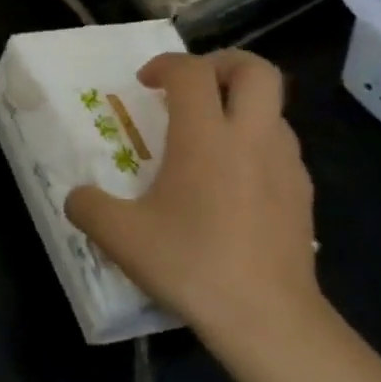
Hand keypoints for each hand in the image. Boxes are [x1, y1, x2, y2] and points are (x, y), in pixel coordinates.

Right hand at [65, 51, 324, 349]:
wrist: (267, 317)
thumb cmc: (191, 264)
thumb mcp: (119, 237)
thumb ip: (87, 206)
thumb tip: (77, 197)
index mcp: (205, 137)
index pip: (191, 72)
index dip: (165, 65)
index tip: (145, 83)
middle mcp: (252, 137)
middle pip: (256, 70)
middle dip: (222, 63)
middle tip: (192, 87)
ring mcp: (286, 164)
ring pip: (273, 108)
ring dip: (240, 106)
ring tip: (208, 138)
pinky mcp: (303, 193)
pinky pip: (280, 146)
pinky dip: (255, 143)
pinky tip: (232, 182)